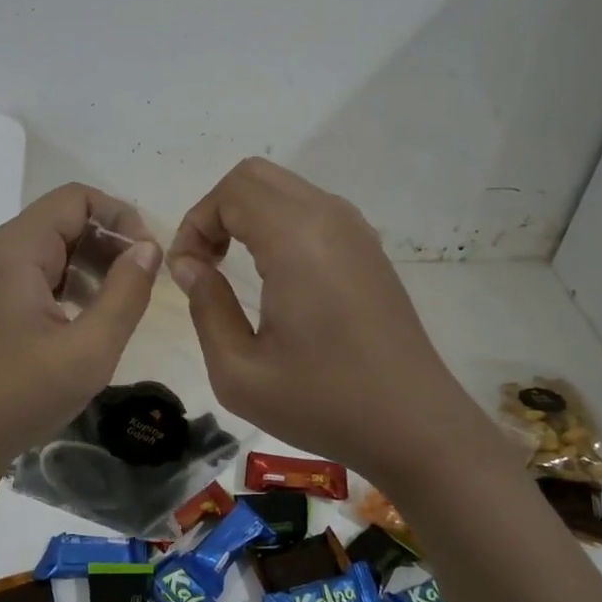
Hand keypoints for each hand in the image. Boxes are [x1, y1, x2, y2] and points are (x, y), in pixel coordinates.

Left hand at [0, 184, 160, 469]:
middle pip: (67, 220)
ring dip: (95, 266)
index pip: (78, 198)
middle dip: (111, 243)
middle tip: (142, 284)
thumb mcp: (89, 349)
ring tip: (123, 304)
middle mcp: (2, 252)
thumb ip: (126, 293)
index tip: (150, 257)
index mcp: (18, 249)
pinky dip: (73, 286)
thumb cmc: (19, 395)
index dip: (121, 216)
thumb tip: (149, 249)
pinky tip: (91, 321)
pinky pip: (42, 276)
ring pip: (56, 249)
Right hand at [167, 158, 465, 478]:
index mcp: (297, 239)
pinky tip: (273, 276)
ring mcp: (355, 230)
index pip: (230, 192)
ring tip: (231, 269)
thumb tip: (191, 267)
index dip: (195, 225)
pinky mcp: (368, 248)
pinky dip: (276, 224)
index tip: (187, 275)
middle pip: (254, 176)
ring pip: (283, 188)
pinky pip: (310, 209)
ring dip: (246, 215)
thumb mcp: (239, 372)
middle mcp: (329, 218)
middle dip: (216, 211)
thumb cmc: (323, 403)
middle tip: (204, 264)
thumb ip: (205, 307)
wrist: (414, 425)